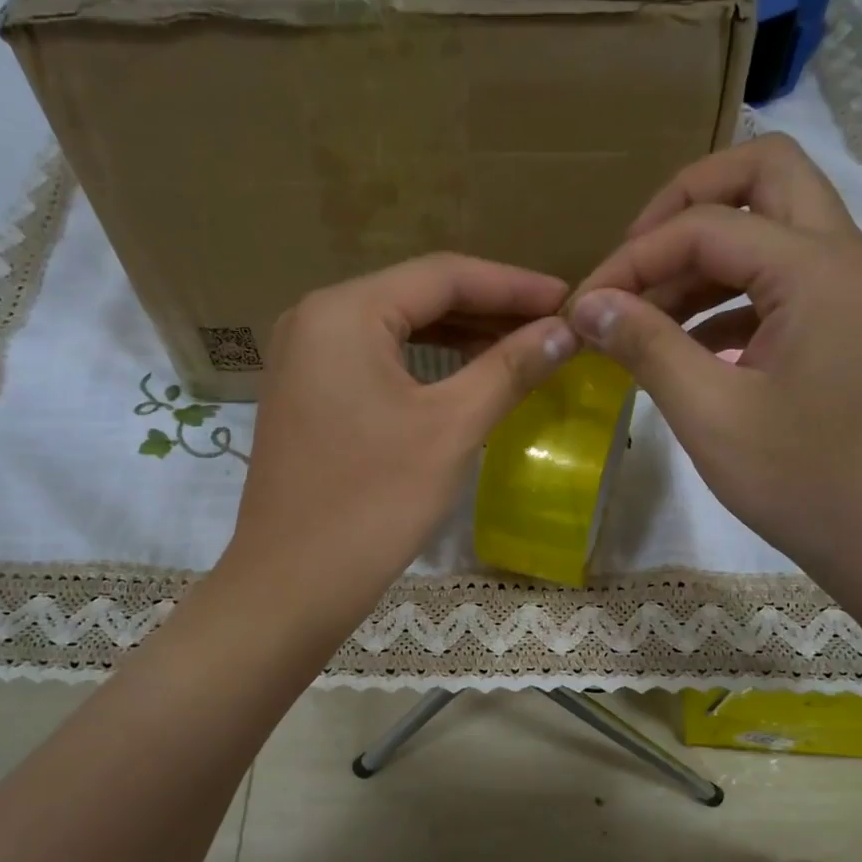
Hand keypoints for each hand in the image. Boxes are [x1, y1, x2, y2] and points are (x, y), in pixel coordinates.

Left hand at [224, 254, 573, 637]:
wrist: (292, 585)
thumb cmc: (374, 503)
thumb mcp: (451, 429)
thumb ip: (509, 369)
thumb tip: (567, 330)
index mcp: (344, 312)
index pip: (443, 275)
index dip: (513, 285)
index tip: (569, 298)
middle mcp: (314, 320)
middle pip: (416, 298)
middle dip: (487, 310)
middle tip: (551, 327)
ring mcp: (303, 361)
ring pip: (396, 333)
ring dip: (458, 338)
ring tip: (520, 349)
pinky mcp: (305, 399)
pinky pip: (374, 364)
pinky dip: (423, 367)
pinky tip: (464, 379)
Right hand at [571, 134, 861, 607]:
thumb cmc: (804, 481)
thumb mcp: (710, 415)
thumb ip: (646, 346)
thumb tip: (587, 304)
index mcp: (814, 269)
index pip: (703, 225)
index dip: (632, 259)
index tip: (582, 307)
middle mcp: (841, 258)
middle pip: (763, 176)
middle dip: (686, 205)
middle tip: (634, 261)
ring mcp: (849, 293)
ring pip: (772, 228)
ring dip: (705, 255)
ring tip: (645, 314)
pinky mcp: (845, 329)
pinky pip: (780, 283)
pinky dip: (728, 297)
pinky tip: (686, 349)